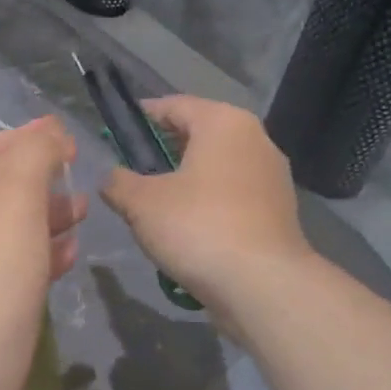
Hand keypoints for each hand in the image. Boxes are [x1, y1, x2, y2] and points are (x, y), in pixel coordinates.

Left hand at [0, 119, 84, 389]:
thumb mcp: (10, 206)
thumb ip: (32, 158)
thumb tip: (48, 132)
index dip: (33, 141)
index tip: (77, 141)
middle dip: (40, 182)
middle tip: (83, 183)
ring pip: (3, 231)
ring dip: (44, 219)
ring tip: (84, 214)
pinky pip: (7, 270)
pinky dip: (38, 258)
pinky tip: (69, 257)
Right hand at [98, 97, 311, 318]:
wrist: (262, 284)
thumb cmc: (198, 227)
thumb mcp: (141, 203)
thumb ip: (118, 182)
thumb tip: (111, 179)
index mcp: (223, 122)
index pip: (174, 105)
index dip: (142, 116)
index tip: (116, 133)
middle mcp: (255, 139)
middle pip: (199, 135)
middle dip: (163, 150)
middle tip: (132, 172)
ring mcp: (272, 176)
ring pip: (217, 167)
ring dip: (186, 180)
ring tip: (155, 205)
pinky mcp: (279, 210)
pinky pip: (233, 195)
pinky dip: (209, 203)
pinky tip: (188, 229)